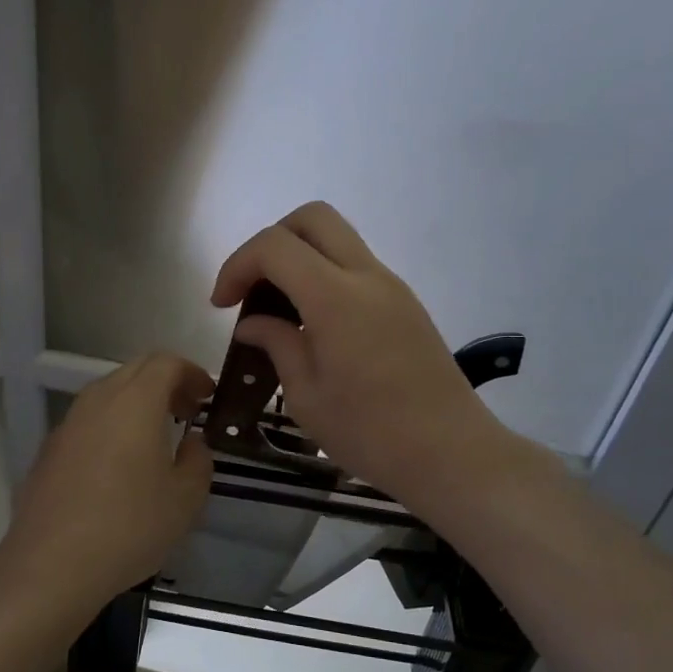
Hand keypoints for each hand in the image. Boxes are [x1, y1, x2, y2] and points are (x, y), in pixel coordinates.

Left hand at [0, 352, 213, 617]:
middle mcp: (98, 401)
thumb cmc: (129, 526)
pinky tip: (120, 466)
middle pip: (135, 371)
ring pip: (108, 394)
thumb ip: (198, 460)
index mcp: (135, 402)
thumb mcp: (185, 499)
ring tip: (156, 438)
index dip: (192, 373)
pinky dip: (112, 426)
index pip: (166, 363)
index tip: (208, 397)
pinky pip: (88, 422)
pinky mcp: (49, 450)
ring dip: (137, 404)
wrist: (51, 565)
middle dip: (166, 383)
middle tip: (187, 412)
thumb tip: (192, 442)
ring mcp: (68, 424)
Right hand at [211, 203, 500, 499]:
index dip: (238, 265)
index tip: (222, 305)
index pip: (275, 246)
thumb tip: (252, 324)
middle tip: (253, 288)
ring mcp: (392, 286)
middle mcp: (367, 277)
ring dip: (300, 259)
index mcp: (335, 297)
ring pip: (338, 239)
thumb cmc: (371, 433)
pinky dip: (324, 277)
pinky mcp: (406, 304)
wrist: (451, 453)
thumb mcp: (307, 396)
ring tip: (280, 310)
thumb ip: (277, 345)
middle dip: (270, 242)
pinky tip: (314, 325)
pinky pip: (356, 267)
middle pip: (312, 218)